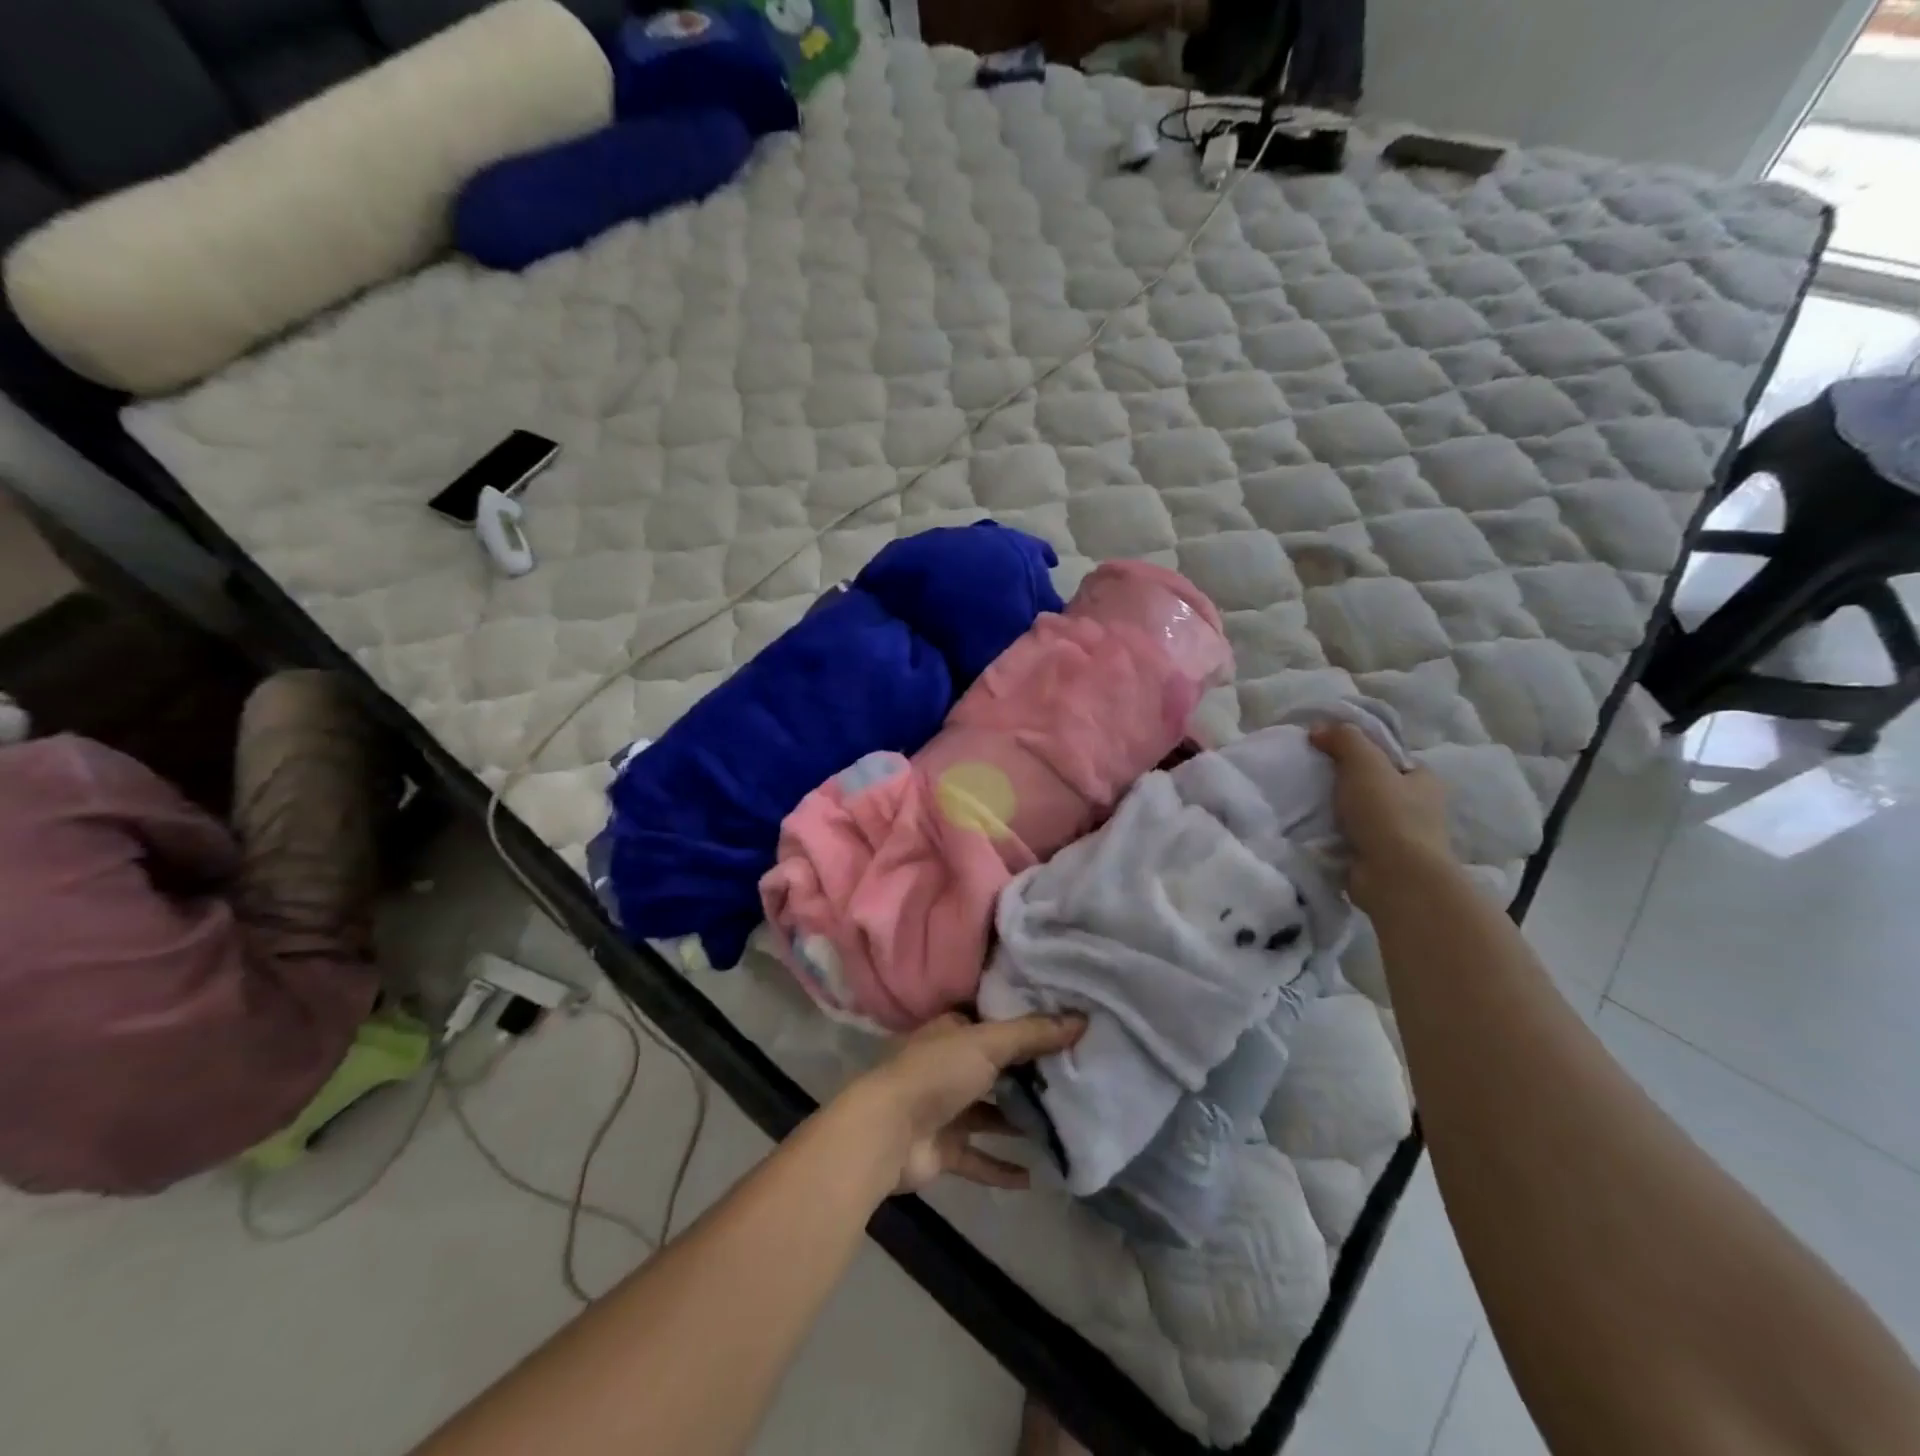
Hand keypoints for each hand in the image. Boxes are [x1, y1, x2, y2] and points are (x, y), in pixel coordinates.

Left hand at [846, 1012, 1085, 1194]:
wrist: (887, 1132)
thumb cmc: (937, 1074)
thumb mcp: (988, 1043)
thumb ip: (1033, 1034)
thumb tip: (1082, 1020)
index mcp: (954, 1032)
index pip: (995, 1022)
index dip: (1028, 1025)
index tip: (1066, 1029)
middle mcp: (949, 1065)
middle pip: (996, 1067)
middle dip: (1029, 1074)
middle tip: (1074, 1078)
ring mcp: (945, 1109)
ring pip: (990, 1113)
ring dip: (1017, 1121)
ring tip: (1061, 1125)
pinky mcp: (944, 1149)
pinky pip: (979, 1158)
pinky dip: (1001, 1167)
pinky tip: (1032, 1177)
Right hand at [1310, 721, 1452, 908]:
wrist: (1395, 878)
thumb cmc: (1387, 814)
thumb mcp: (1365, 763)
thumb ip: (1344, 739)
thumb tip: (1319, 729)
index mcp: (1423, 780)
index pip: (1389, 757)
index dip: (1360, 750)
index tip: (1327, 750)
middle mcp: (1417, 808)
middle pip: (1373, 785)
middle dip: (1344, 782)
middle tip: (1311, 776)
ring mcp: (1399, 837)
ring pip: (1359, 813)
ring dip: (1336, 811)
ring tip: (1304, 802)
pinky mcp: (1378, 860)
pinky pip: (1349, 839)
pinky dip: (1332, 835)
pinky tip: (1310, 829)